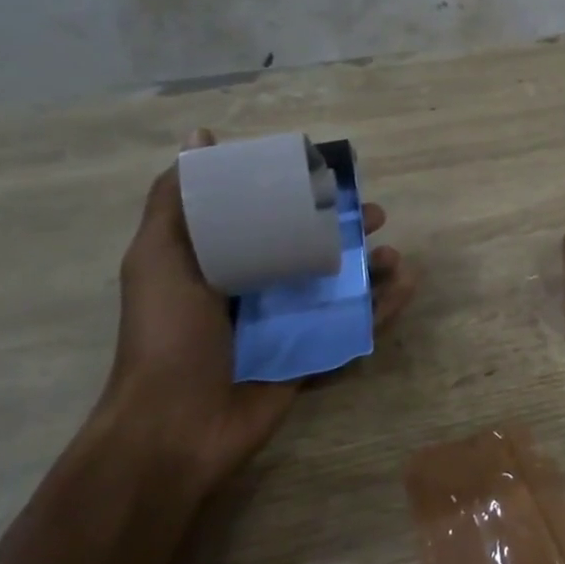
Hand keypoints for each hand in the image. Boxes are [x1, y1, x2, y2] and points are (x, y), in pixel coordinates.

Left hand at [91, 129, 418, 492]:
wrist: (175, 427)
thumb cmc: (168, 336)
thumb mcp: (158, 259)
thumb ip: (176, 203)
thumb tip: (200, 135)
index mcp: (224, 262)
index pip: (271, 217)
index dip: (304, 196)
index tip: (331, 179)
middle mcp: (259, 289)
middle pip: (314, 248)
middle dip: (348, 229)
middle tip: (375, 216)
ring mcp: (288, 325)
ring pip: (340, 286)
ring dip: (372, 267)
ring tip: (393, 257)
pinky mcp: (311, 356)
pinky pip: (353, 326)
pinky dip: (383, 307)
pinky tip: (405, 287)